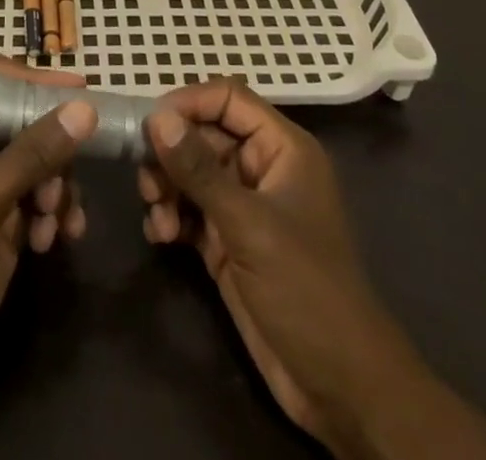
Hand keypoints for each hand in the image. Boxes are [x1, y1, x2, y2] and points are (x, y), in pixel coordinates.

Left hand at [0, 56, 95, 401]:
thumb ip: (33, 154)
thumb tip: (85, 109)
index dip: (34, 80)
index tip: (79, 89)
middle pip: (25, 119)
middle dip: (51, 149)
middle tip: (65, 179)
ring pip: (41, 159)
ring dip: (57, 187)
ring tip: (53, 221)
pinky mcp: (4, 217)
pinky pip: (44, 196)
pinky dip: (56, 213)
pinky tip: (55, 240)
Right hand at [138, 80, 385, 451]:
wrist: (339, 387)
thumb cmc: (305, 289)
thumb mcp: (248, 225)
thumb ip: (199, 169)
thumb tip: (156, 117)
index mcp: (281, 148)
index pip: (228, 99)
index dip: (189, 103)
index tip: (150, 124)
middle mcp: (261, 168)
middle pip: (203, 134)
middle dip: (171, 154)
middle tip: (146, 181)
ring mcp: (243, 205)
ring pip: (191, 172)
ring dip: (166, 187)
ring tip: (158, 216)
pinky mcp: (227, 240)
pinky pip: (188, 209)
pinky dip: (170, 215)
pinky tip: (161, 236)